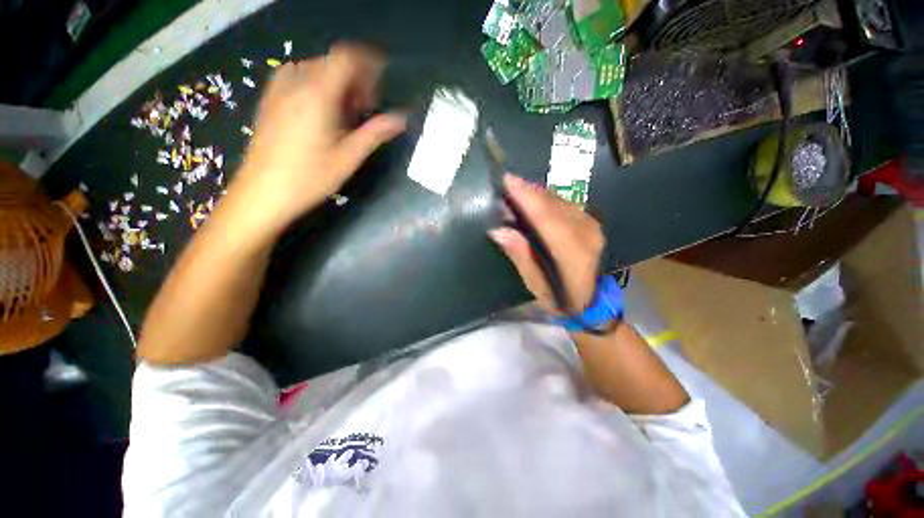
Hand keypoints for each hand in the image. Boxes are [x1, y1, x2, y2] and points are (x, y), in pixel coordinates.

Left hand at [232, 43, 406, 236]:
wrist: (263, 192)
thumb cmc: (310, 177)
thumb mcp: (349, 157)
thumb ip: (376, 133)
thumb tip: (402, 119)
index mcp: (318, 93)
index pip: (346, 58)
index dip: (368, 65)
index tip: (380, 86)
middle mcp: (296, 82)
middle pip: (332, 62)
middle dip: (354, 80)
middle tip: (365, 110)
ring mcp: (279, 89)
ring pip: (315, 69)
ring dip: (336, 84)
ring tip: (345, 115)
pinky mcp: (270, 100)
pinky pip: (298, 78)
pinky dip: (317, 87)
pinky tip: (322, 113)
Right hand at [488, 174, 603, 312]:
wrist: (593, 301)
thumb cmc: (560, 299)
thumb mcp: (536, 285)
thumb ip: (520, 256)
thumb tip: (498, 231)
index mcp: (572, 254)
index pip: (547, 219)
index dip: (528, 199)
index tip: (508, 182)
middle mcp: (586, 234)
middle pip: (554, 205)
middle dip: (529, 191)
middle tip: (507, 181)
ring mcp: (591, 226)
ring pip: (560, 201)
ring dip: (537, 192)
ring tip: (517, 187)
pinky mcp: (591, 222)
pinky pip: (566, 204)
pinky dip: (547, 198)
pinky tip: (534, 197)